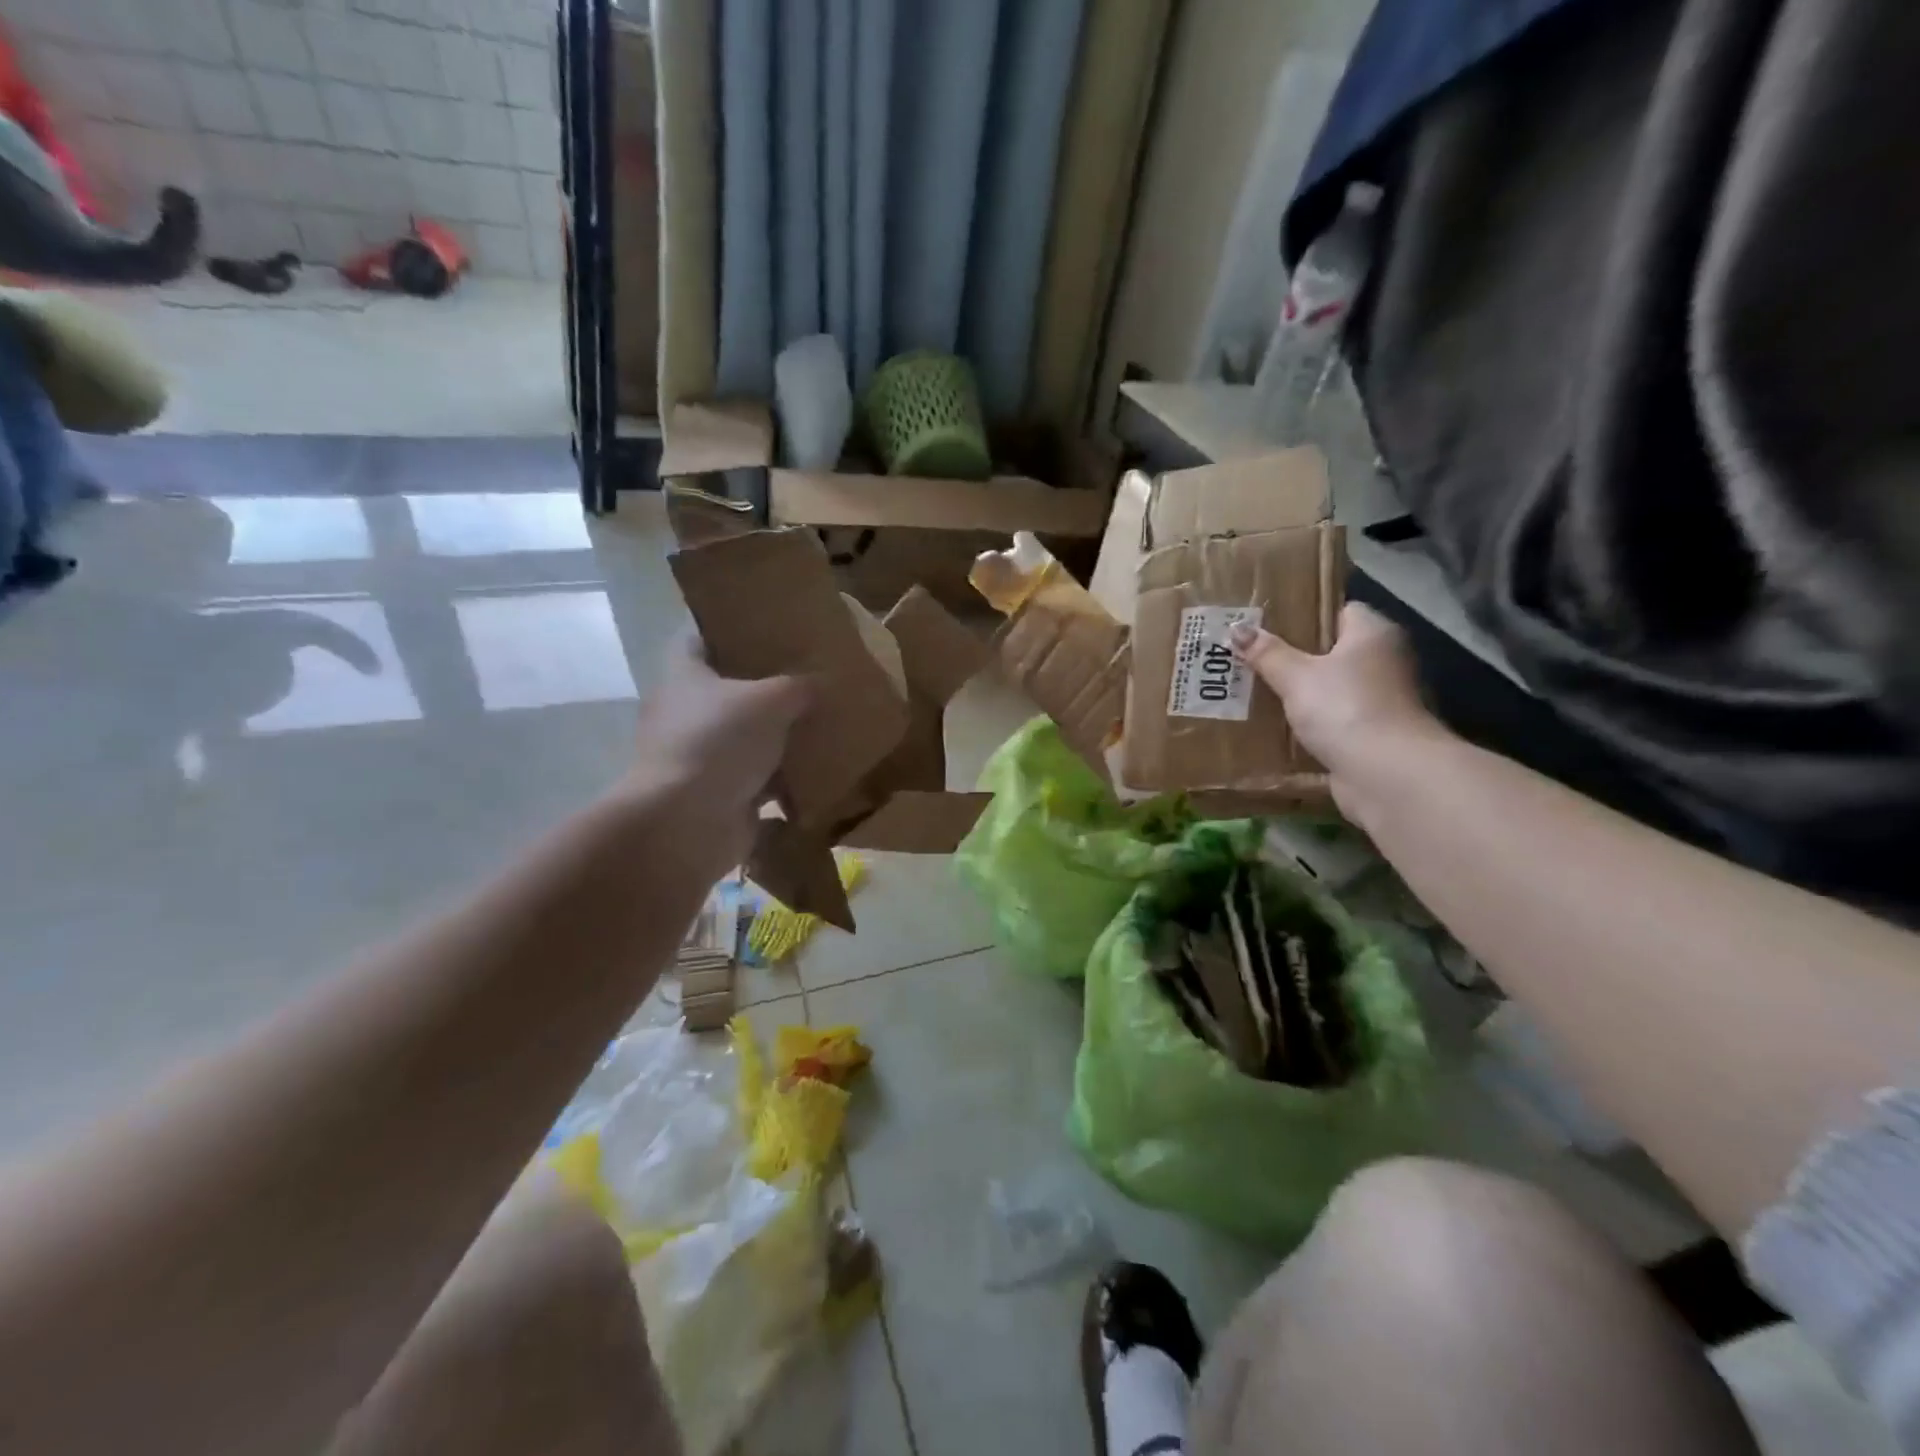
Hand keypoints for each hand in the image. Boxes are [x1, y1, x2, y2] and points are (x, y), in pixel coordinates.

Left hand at [621, 637, 809, 883]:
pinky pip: (759, 782)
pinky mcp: (719, 796)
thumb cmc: (719, 742)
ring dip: (780, 739)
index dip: (731, 631)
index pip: (699, 639)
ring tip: (825, 727)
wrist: (687, 823)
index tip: (769, 631)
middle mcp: (686, 713)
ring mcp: (701, 758)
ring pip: (747, 739)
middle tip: (812, 681)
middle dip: (768, 690)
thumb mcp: (771, 700)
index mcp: (685, 676)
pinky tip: (821, 774)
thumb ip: (800, 686)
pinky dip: (785, 782)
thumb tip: (822, 682)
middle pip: (729, 692)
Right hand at [1230, 604, 1444, 822]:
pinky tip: (1275, 724)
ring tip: (1254, 690)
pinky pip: (1332, 719)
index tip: (1267, 624)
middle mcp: (1384, 661)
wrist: (1386, 773)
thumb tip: (1237, 629)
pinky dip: (1309, 722)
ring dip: (1300, 692)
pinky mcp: (1372, 733)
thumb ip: (1267, 653)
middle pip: (1332, 651)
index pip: (1339, 611)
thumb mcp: (1297, 676)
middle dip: (1293, 656)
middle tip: (1250, 656)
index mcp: (1373, 634)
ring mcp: (1380, 700)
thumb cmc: (1344, 708)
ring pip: (1330, 688)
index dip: (1304, 615)